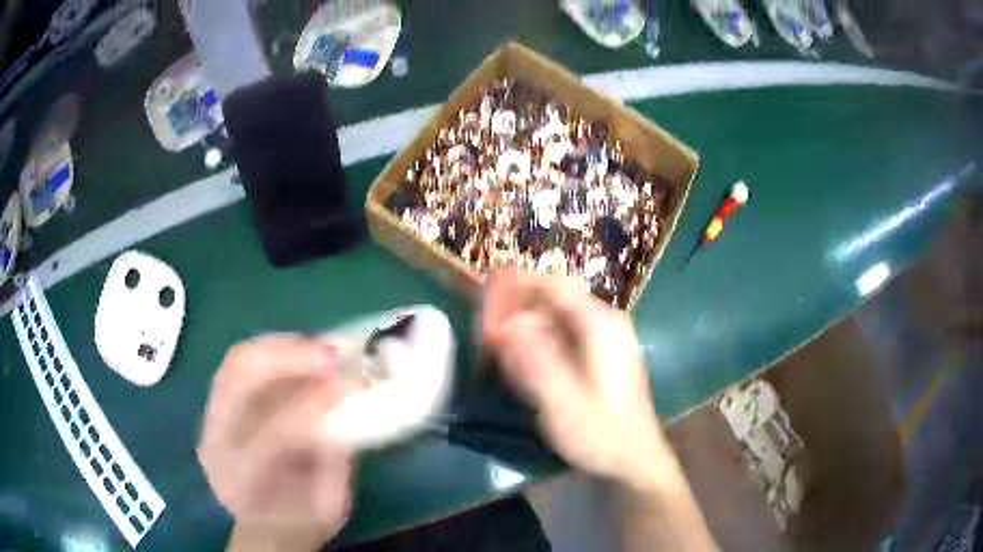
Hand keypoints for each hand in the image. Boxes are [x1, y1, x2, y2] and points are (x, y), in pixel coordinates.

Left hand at [198, 335, 353, 549]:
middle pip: (237, 381)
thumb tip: (348, 401)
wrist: (267, 526)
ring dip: (282, 347)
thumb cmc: (302, 522)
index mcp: (242, 480)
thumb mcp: (329, 505)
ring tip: (322, 348)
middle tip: (332, 355)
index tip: (347, 387)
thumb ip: (336, 459)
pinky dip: (274, 350)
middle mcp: (215, 442)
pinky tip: (304, 352)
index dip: (309, 406)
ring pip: (236, 362)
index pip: (269, 433)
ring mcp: (210, 418)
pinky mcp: (216, 403)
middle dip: (287, 359)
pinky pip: (241, 363)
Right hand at [481, 270, 678, 489]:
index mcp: (600, 326)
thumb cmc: (599, 434)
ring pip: (558, 315)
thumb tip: (502, 325)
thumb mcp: (561, 403)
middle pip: (555, 297)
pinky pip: (566, 332)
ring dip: (527, 322)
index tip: (485, 293)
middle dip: (518, 305)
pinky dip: (540, 338)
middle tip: (487, 325)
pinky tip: (525, 360)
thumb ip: (532, 361)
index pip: (553, 285)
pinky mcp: (604, 353)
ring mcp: (607, 337)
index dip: (517, 284)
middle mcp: (606, 322)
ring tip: (499, 343)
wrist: (634, 459)